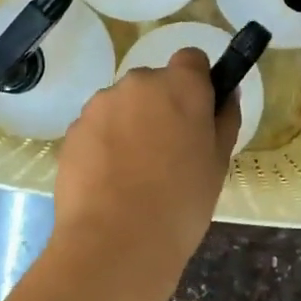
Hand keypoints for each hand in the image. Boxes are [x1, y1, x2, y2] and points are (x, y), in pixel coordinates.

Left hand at [52, 48, 240, 272]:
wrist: (115, 241)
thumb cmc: (181, 203)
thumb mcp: (218, 163)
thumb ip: (224, 119)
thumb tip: (226, 94)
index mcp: (180, 85)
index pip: (191, 59)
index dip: (196, 82)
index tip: (196, 114)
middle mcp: (138, 83)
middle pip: (153, 83)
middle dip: (160, 107)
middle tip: (167, 153)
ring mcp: (99, 105)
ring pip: (122, 106)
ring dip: (129, 125)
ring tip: (134, 174)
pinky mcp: (73, 130)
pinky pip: (96, 128)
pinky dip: (104, 145)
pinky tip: (109, 182)